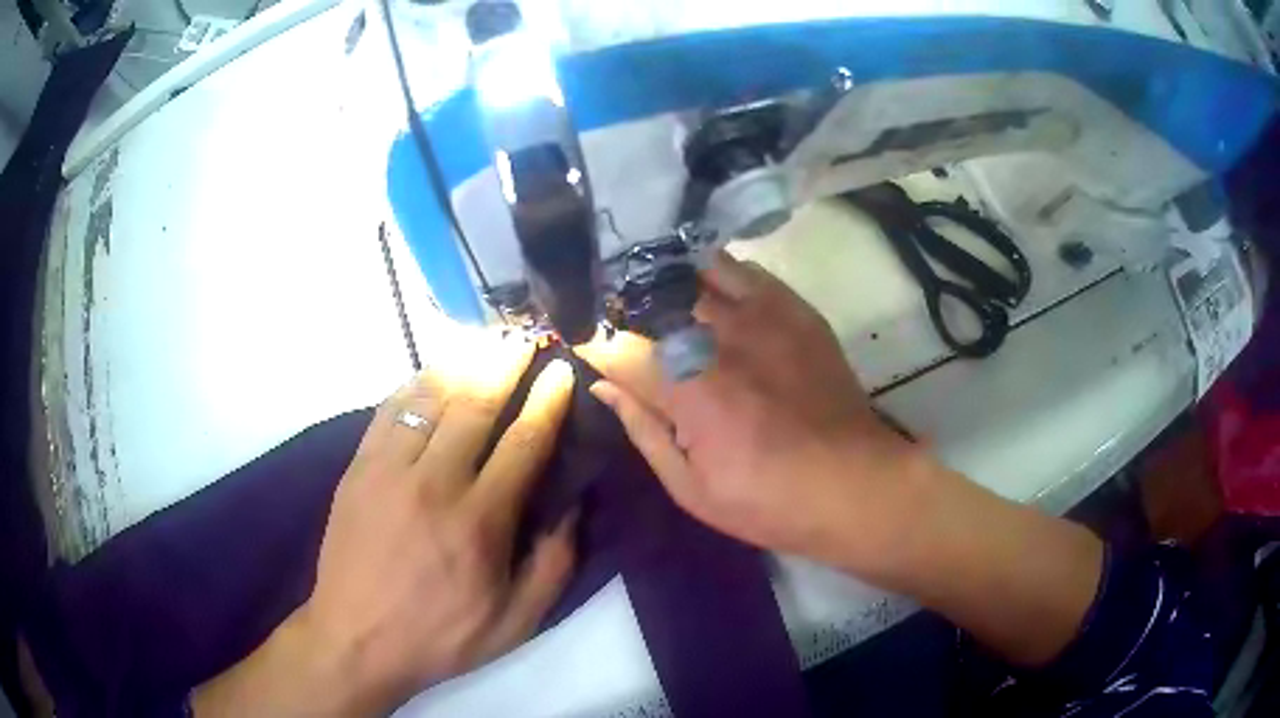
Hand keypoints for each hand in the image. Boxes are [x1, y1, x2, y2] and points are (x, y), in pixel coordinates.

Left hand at [194, 335, 577, 715]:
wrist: (355, 638)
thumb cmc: (441, 635)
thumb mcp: (516, 621)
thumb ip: (553, 563)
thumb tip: (572, 505)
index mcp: (479, 522)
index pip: (522, 443)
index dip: (547, 402)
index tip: (561, 372)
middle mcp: (435, 483)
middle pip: (476, 404)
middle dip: (506, 364)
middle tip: (526, 337)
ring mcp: (389, 470)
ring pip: (430, 397)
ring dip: (463, 363)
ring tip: (486, 342)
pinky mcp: (359, 468)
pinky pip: (389, 410)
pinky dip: (415, 383)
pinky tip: (433, 372)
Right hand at [580, 253, 1103, 667]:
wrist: (855, 484)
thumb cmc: (768, 501)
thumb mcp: (690, 488)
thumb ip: (641, 428)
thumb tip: (601, 385)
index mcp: (687, 389)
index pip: (615, 345)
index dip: (590, 342)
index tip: (580, 343)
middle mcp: (719, 338)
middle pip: (650, 297)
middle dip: (623, 305)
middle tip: (615, 320)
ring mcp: (762, 315)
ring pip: (692, 271)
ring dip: (664, 280)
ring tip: (653, 296)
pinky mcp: (794, 309)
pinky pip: (742, 270)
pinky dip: (713, 273)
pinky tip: (705, 288)